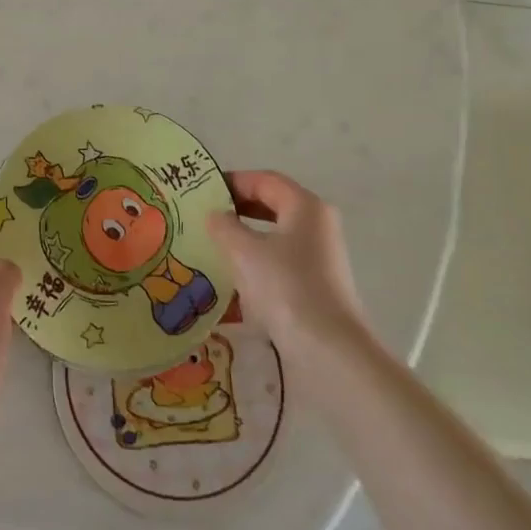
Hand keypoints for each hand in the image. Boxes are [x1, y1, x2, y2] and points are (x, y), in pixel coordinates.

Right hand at [206, 171, 369, 352]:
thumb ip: (224, 225)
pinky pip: (281, 260)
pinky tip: (233, 276)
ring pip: (275, 234)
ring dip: (244, 236)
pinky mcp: (317, 284)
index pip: (264, 180)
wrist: (329, 350)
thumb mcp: (244, 251)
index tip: (201, 191)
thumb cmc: (285, 287)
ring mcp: (321, 256)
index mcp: (305, 206)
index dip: (232, 181)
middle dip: (237, 208)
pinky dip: (257, 260)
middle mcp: (318, 224)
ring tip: (212, 245)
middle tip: (203, 216)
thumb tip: (215, 215)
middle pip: (272, 204)